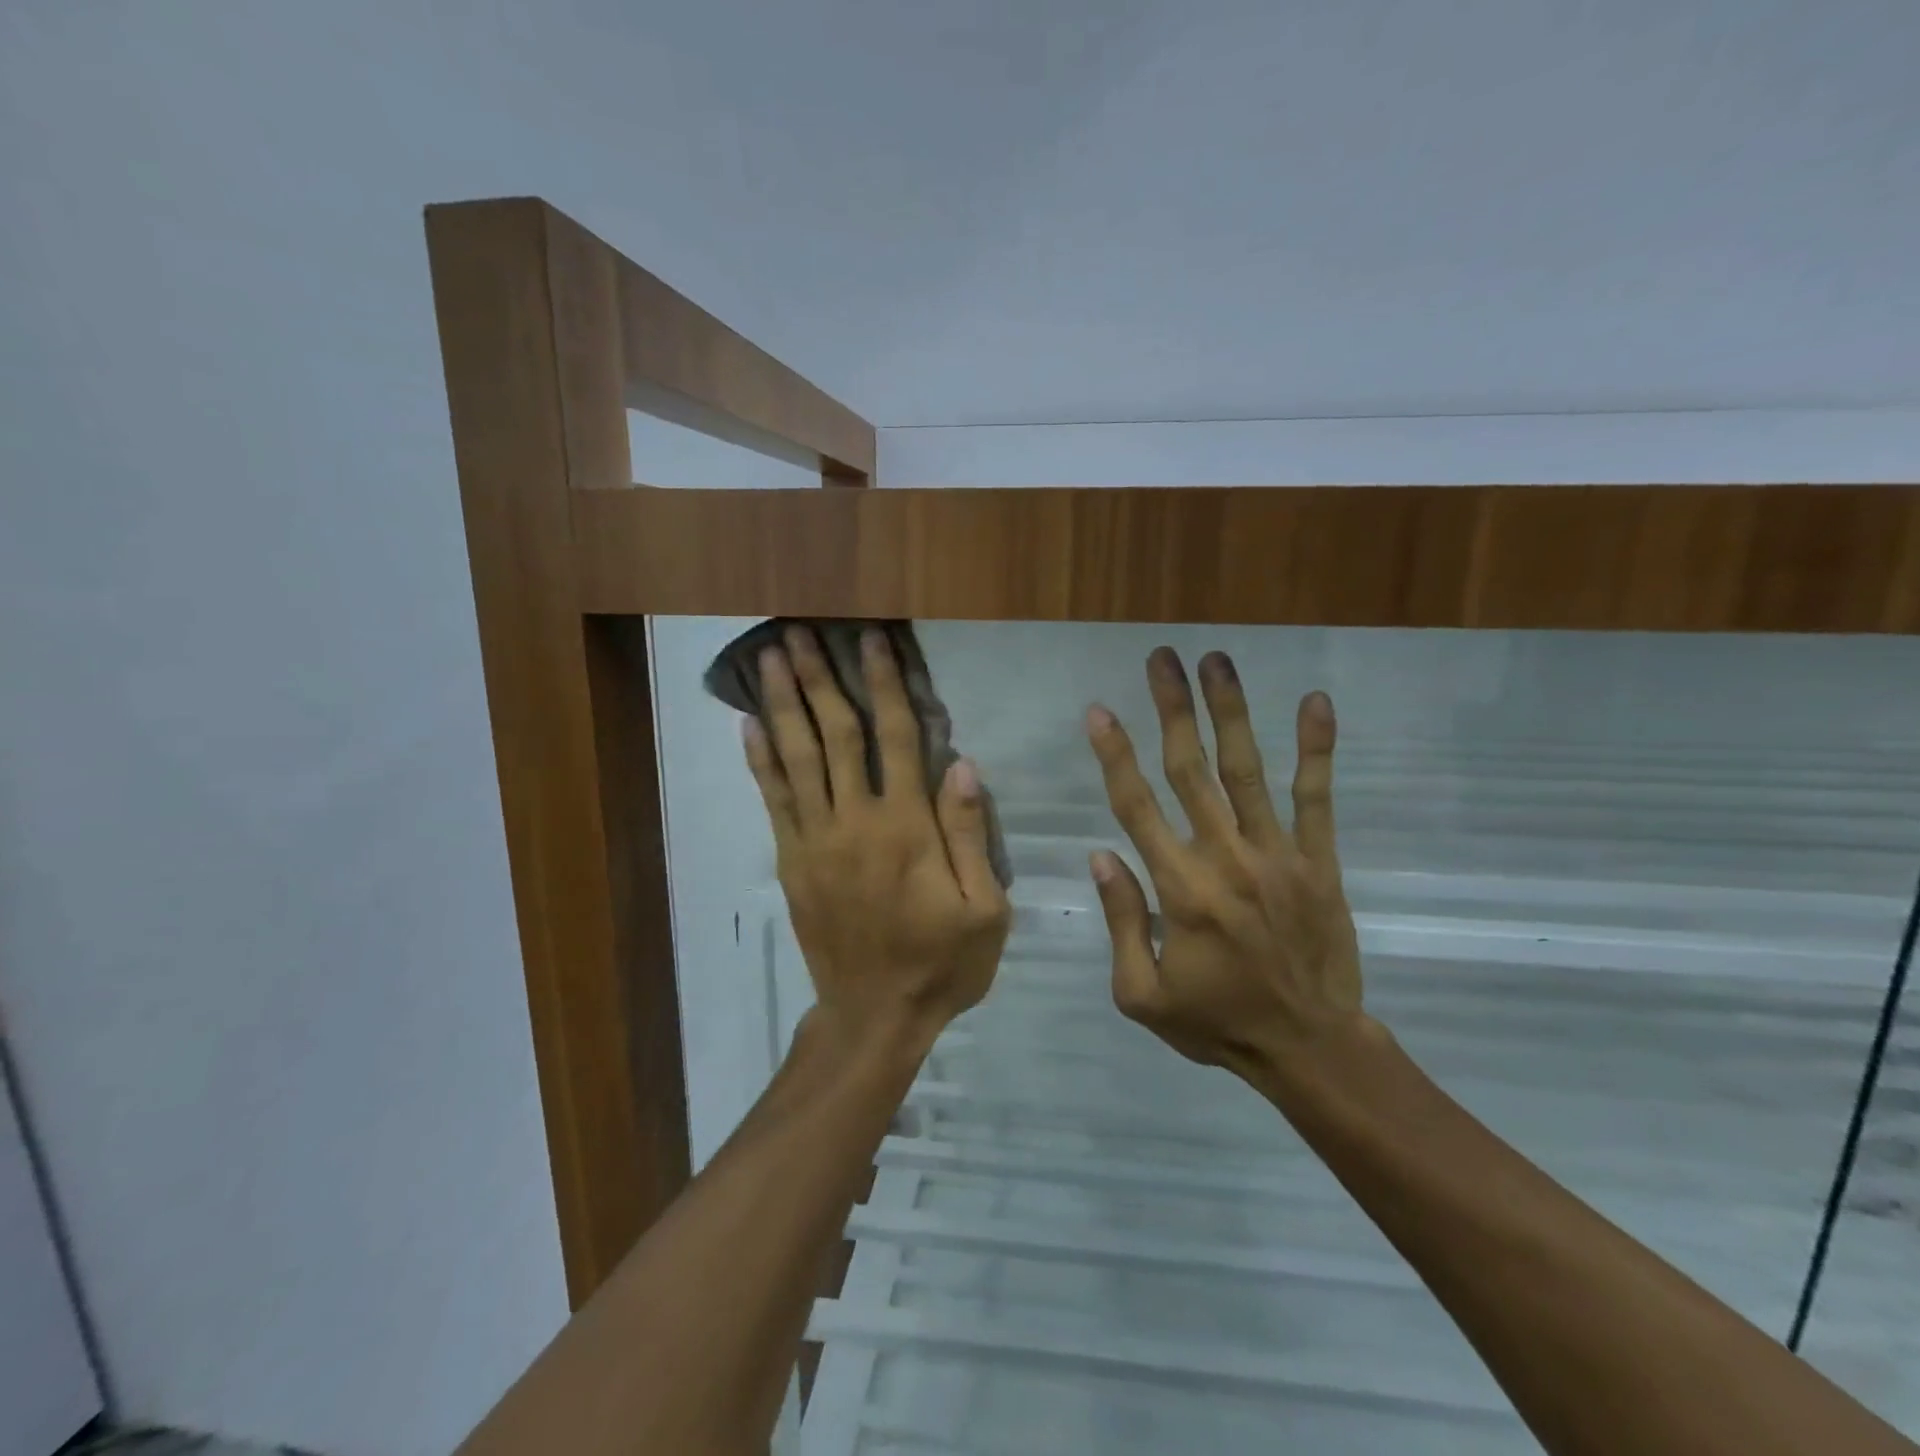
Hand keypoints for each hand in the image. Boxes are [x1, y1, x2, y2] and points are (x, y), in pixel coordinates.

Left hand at [743, 626, 1010, 1052]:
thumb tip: (961, 763)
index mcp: (907, 827)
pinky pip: (774, 800)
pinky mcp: (792, 861)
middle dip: (818, 678)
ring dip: (782, 705)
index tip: (871, 641)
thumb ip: (969, 834)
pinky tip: (749, 725)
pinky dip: (761, 760)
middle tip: (799, 631)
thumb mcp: (985, 909)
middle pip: (835, 734)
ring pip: (797, 758)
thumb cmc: (941, 963)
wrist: (874, 1016)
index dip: (883, 684)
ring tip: (768, 659)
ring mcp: (815, 840)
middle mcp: (855, 821)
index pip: (896, 738)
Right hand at [1084, 647, 1367, 1084]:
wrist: (1309, 1047)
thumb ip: (1119, 920)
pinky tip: (1315, 702)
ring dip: (1230, 712)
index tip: (1099, 710)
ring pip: (1246, 770)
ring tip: (1217, 661)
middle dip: (1172, 710)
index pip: (1136, 806)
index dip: (1114, 754)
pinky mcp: (1318, 861)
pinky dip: (1317, 749)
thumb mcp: (1140, 995)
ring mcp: (1276, 855)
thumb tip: (1101, 854)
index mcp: (1178, 888)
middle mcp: (1224, 858)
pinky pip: (1316, 797)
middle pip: (1190, 770)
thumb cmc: (1216, 1022)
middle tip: (1161, 659)